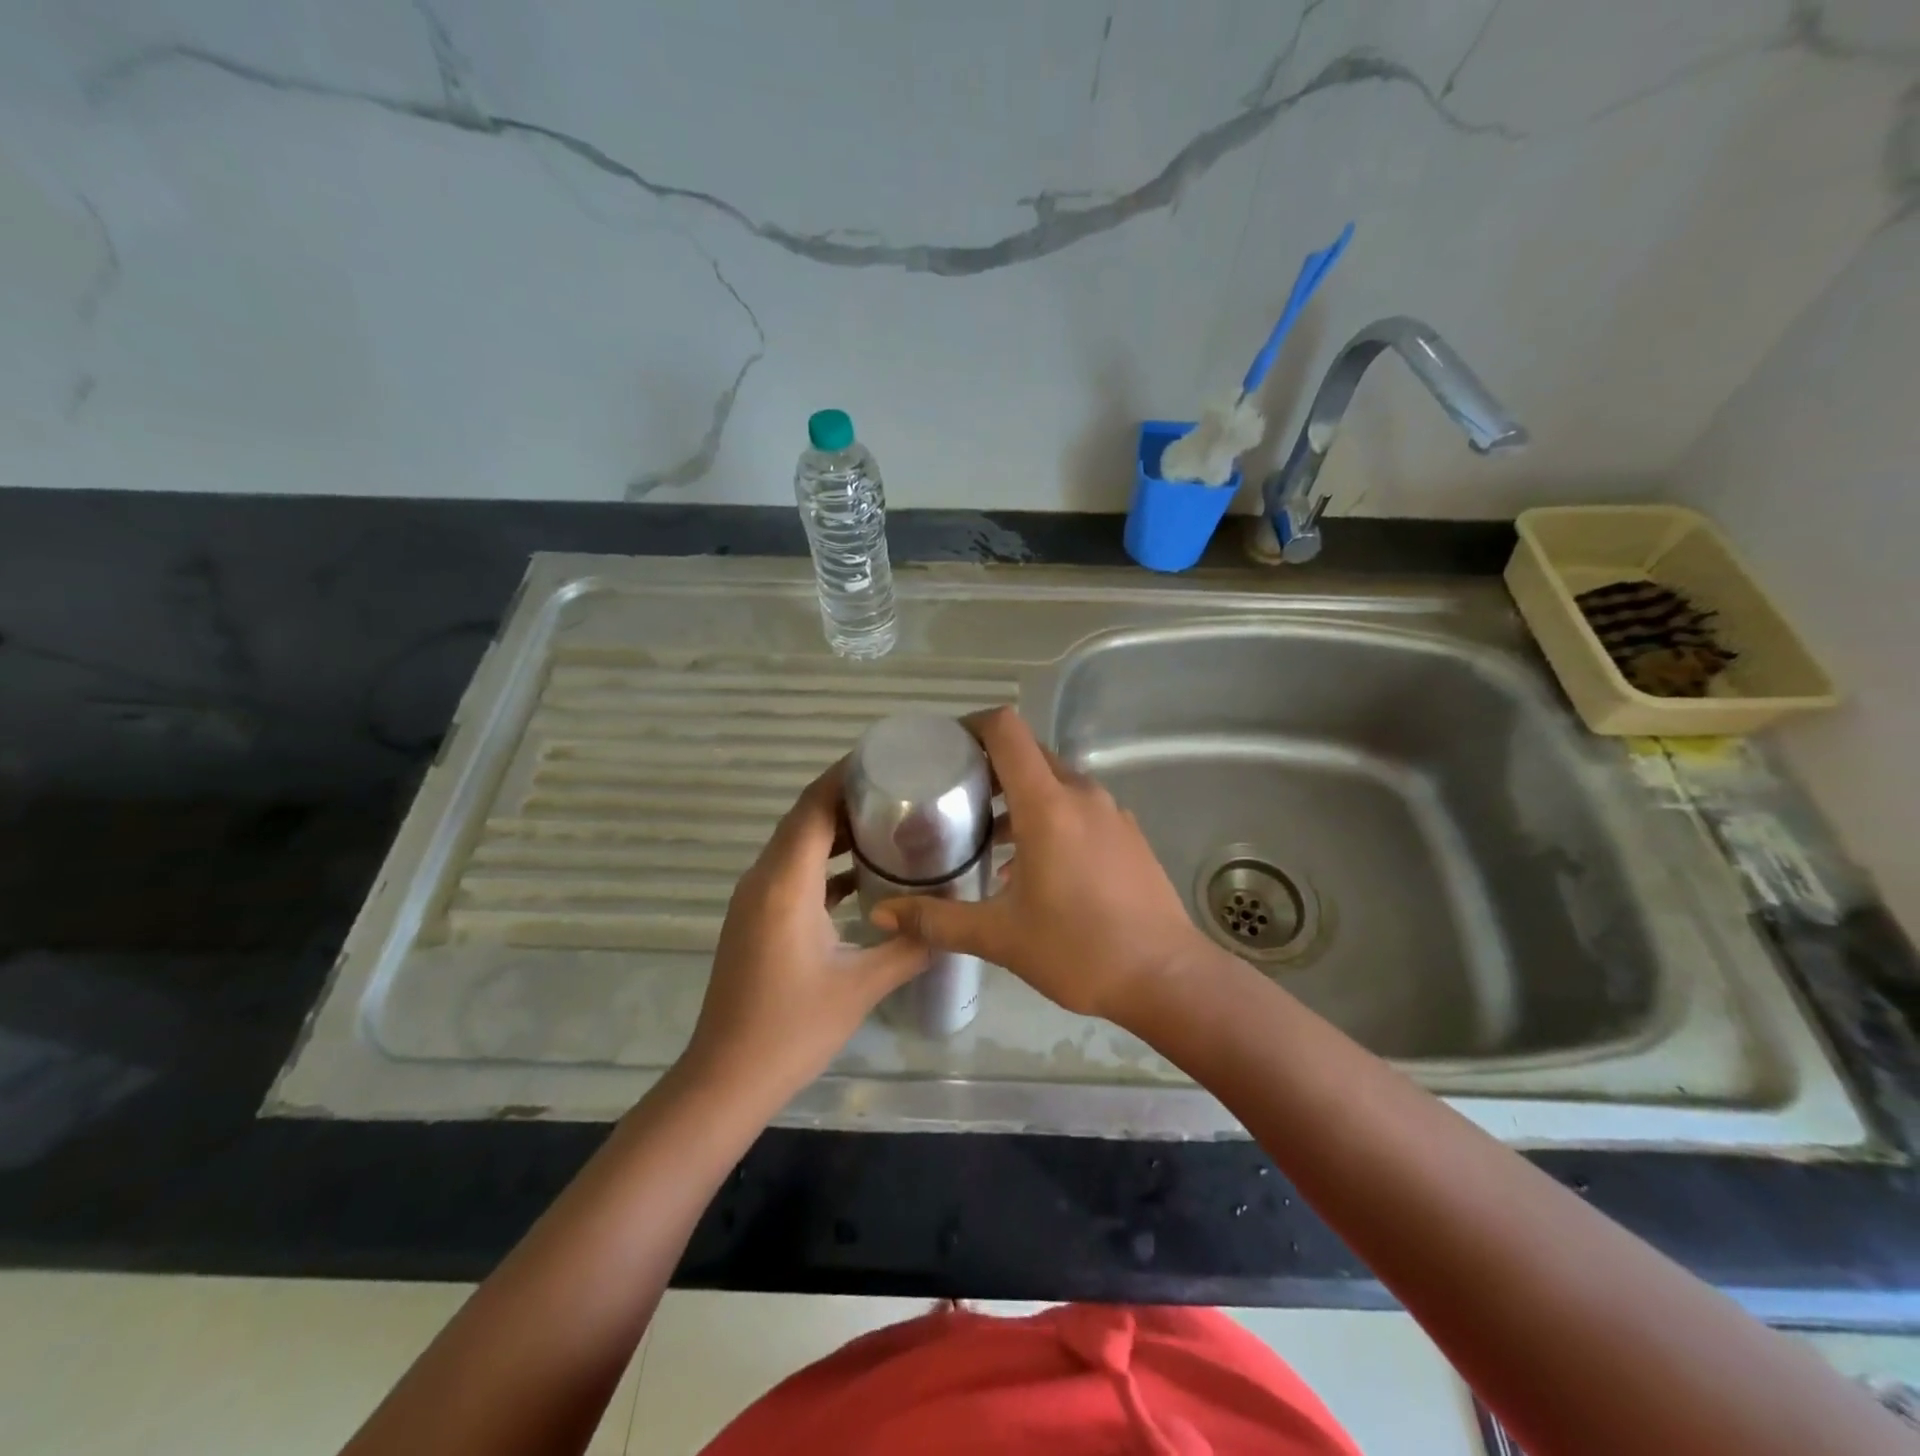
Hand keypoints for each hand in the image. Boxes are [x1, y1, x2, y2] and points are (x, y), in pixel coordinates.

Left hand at [682, 761, 927, 1101]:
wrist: (726, 1079)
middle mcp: (764, 879)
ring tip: (890, 820)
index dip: (845, 776)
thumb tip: (953, 922)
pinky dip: (826, 861)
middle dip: (848, 797)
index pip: (814, 807)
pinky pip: (793, 871)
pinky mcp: (756, 918)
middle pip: (805, 817)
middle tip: (902, 787)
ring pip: (798, 844)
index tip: (886, 758)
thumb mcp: (861, 986)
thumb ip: (911, 946)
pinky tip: (863, 874)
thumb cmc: (792, 1029)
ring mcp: (755, 898)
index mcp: (786, 883)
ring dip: (837, 829)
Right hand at [871, 707, 1214, 1026]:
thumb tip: (882, 915)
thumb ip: (937, 921)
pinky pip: (1079, 806)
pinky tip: (1033, 866)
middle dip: (990, 766)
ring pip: (1055, 782)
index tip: (944, 748)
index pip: (1007, 730)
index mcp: (1047, 804)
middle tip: (954, 797)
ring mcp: (1111, 812)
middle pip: (1029, 754)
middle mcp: (1081, 794)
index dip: (972, 726)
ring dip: (1020, 796)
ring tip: (987, 837)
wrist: (1166, 978)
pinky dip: (1049, 815)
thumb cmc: (1078, 951)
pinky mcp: (1127, 834)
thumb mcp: (1000, 937)